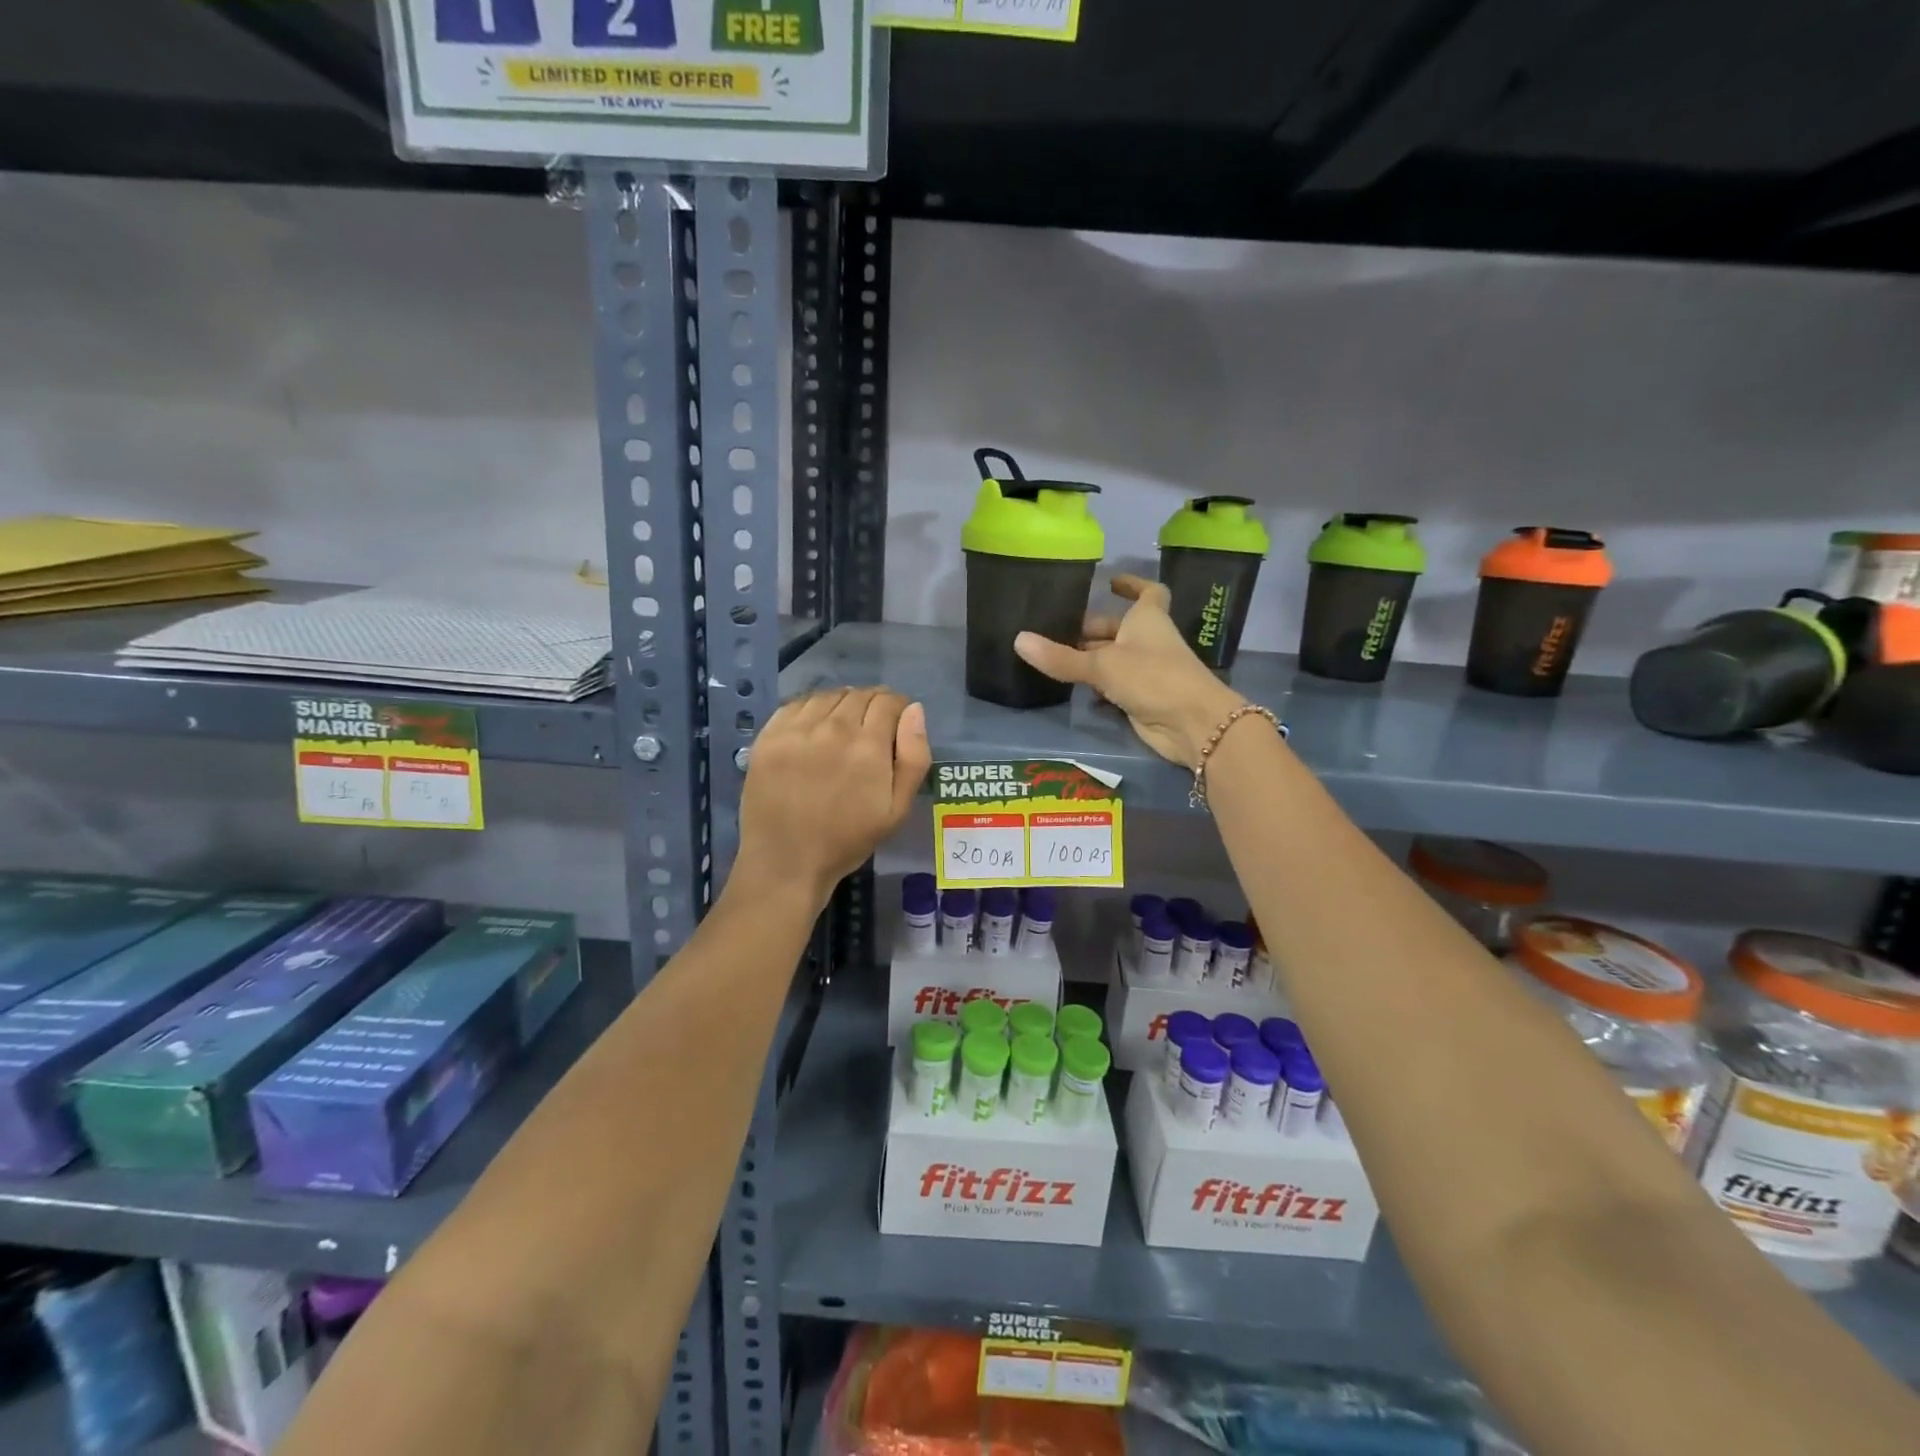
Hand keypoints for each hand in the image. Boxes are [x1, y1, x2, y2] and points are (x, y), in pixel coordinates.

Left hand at [735, 687, 929, 904]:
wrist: (786, 861)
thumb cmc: (847, 839)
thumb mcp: (897, 809)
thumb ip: (914, 757)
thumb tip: (914, 710)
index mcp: (868, 745)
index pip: (888, 701)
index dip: (897, 707)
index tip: (896, 723)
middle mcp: (832, 727)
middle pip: (859, 694)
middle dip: (872, 705)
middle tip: (871, 730)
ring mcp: (796, 729)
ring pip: (829, 695)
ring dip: (843, 704)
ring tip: (842, 729)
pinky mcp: (769, 735)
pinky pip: (798, 704)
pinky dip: (813, 708)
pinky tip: (814, 729)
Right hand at [1014, 574, 1245, 768]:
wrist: (1191, 723)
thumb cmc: (1152, 677)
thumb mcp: (1102, 665)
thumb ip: (1061, 657)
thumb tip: (1018, 640)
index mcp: (1147, 619)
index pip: (1148, 592)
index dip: (1132, 584)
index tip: (1109, 581)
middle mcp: (1147, 641)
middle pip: (1117, 629)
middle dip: (1089, 629)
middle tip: (1052, 630)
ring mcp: (1146, 671)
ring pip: (1112, 658)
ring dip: (1088, 659)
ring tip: (1052, 657)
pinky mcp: (1141, 698)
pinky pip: (1113, 686)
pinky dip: (1095, 687)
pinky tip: (1071, 689)